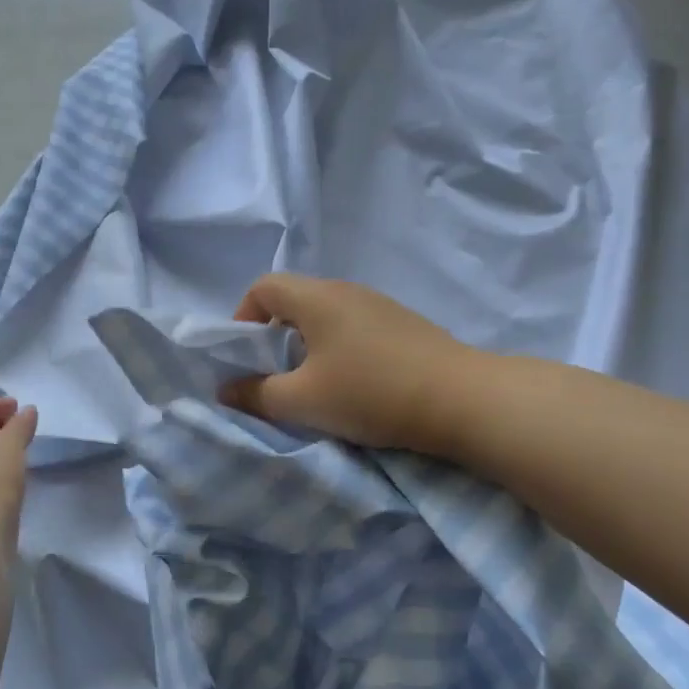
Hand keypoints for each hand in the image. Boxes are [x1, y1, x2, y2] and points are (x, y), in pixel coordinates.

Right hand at [218, 274, 468, 451]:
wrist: (461, 400)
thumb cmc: (370, 393)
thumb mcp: (303, 401)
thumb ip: (257, 395)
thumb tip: (226, 390)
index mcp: (317, 298)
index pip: (264, 287)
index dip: (243, 318)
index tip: (246, 357)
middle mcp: (347, 291)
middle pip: (295, 300)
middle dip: (273, 336)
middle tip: (275, 376)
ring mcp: (380, 306)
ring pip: (326, 316)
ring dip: (307, 346)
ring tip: (314, 385)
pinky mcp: (404, 325)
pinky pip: (354, 328)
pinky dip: (338, 349)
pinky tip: (354, 384)